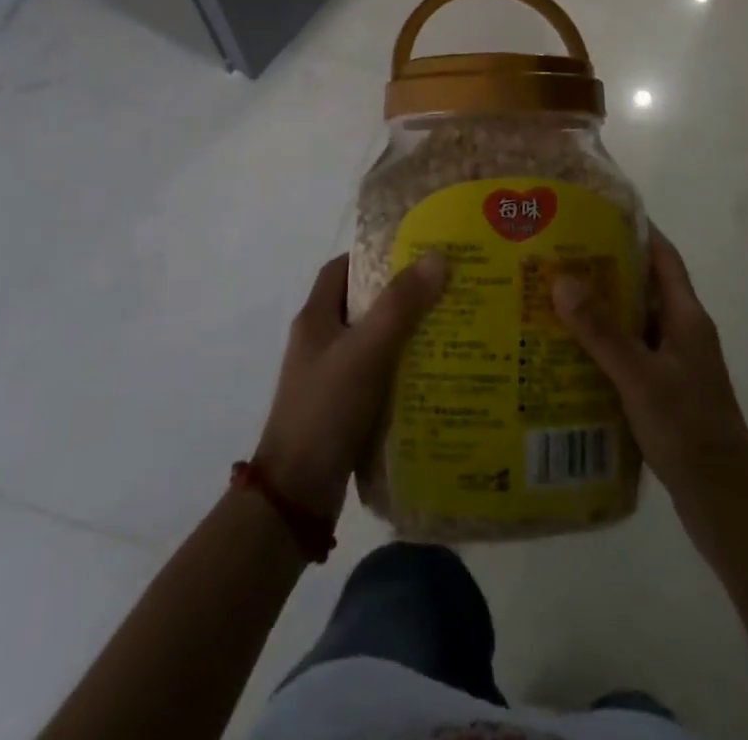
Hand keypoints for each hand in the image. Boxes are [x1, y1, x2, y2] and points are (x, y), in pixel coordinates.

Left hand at [254, 252, 446, 523]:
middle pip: (363, 303)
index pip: (342, 268)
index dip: (374, 255)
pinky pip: (379, 376)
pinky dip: (404, 370)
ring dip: (408, 334)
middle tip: (445, 288)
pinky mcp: (344, 409)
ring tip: (451, 327)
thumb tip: (437, 257)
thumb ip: (400, 305)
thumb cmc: (325, 409)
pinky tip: (436, 374)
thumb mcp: (366, 350)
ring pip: (374, 341)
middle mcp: (320, 342)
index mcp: (315, 318)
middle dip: (402, 294)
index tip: (415, 251)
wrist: (295, 496)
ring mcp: (330, 378)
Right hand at [552, 229, 747, 551]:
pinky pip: (629, 356)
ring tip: (552, 301)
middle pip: (643, 288)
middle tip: (557, 258)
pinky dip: (602, 349)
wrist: (725, 504)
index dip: (635, 230)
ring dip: (599, 312)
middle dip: (604, 270)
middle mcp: (682, 333)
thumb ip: (602, 331)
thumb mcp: (640, 377)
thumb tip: (563, 279)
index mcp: (686, 317)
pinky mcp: (664, 393)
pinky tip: (568, 356)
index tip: (596, 213)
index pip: (663, 257)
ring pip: (633, 324)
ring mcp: (675, 365)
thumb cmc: (689, 430)